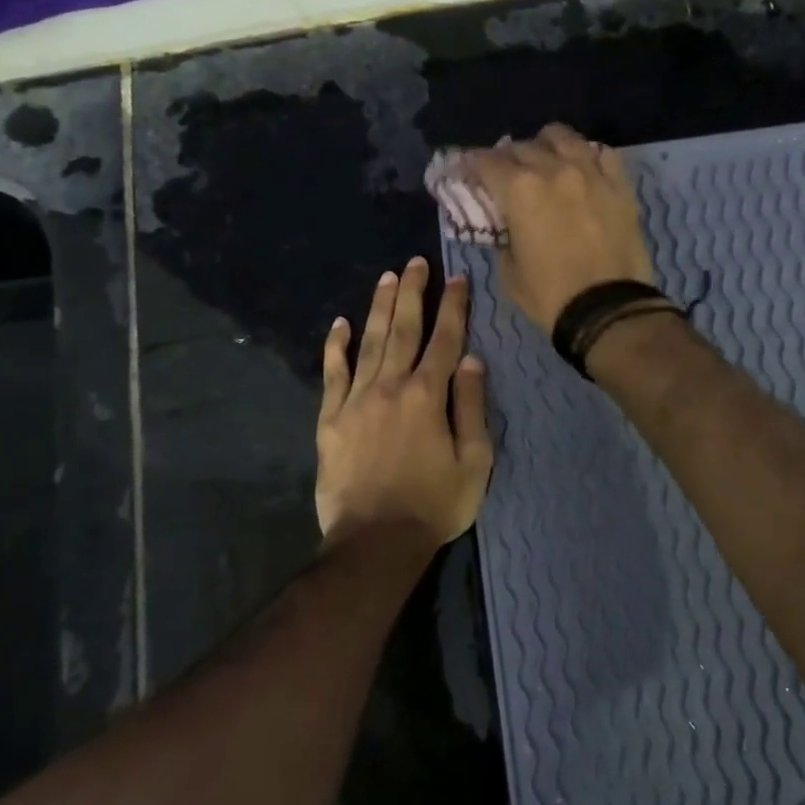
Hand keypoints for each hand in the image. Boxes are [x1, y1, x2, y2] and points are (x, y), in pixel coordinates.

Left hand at [316, 257, 493, 550]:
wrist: (375, 541)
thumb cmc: (434, 504)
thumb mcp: (474, 462)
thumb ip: (471, 406)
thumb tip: (471, 360)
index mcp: (428, 395)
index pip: (445, 339)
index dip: (453, 306)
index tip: (458, 278)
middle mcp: (391, 386)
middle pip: (404, 329)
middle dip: (412, 293)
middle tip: (415, 263)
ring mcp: (356, 400)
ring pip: (369, 342)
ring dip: (379, 308)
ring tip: (386, 278)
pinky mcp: (330, 419)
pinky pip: (332, 374)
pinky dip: (335, 347)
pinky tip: (338, 324)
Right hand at [466, 123, 655, 330]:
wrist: (608, 309)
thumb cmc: (550, 295)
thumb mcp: (509, 271)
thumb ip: (503, 237)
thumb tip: (506, 225)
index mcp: (520, 190)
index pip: (485, 161)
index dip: (470, 164)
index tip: (465, 171)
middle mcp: (553, 169)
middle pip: (521, 146)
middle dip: (506, 157)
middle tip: (504, 174)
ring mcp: (590, 172)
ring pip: (562, 137)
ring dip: (545, 145)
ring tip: (544, 160)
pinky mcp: (620, 184)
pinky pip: (601, 153)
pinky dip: (586, 156)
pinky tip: (582, 168)